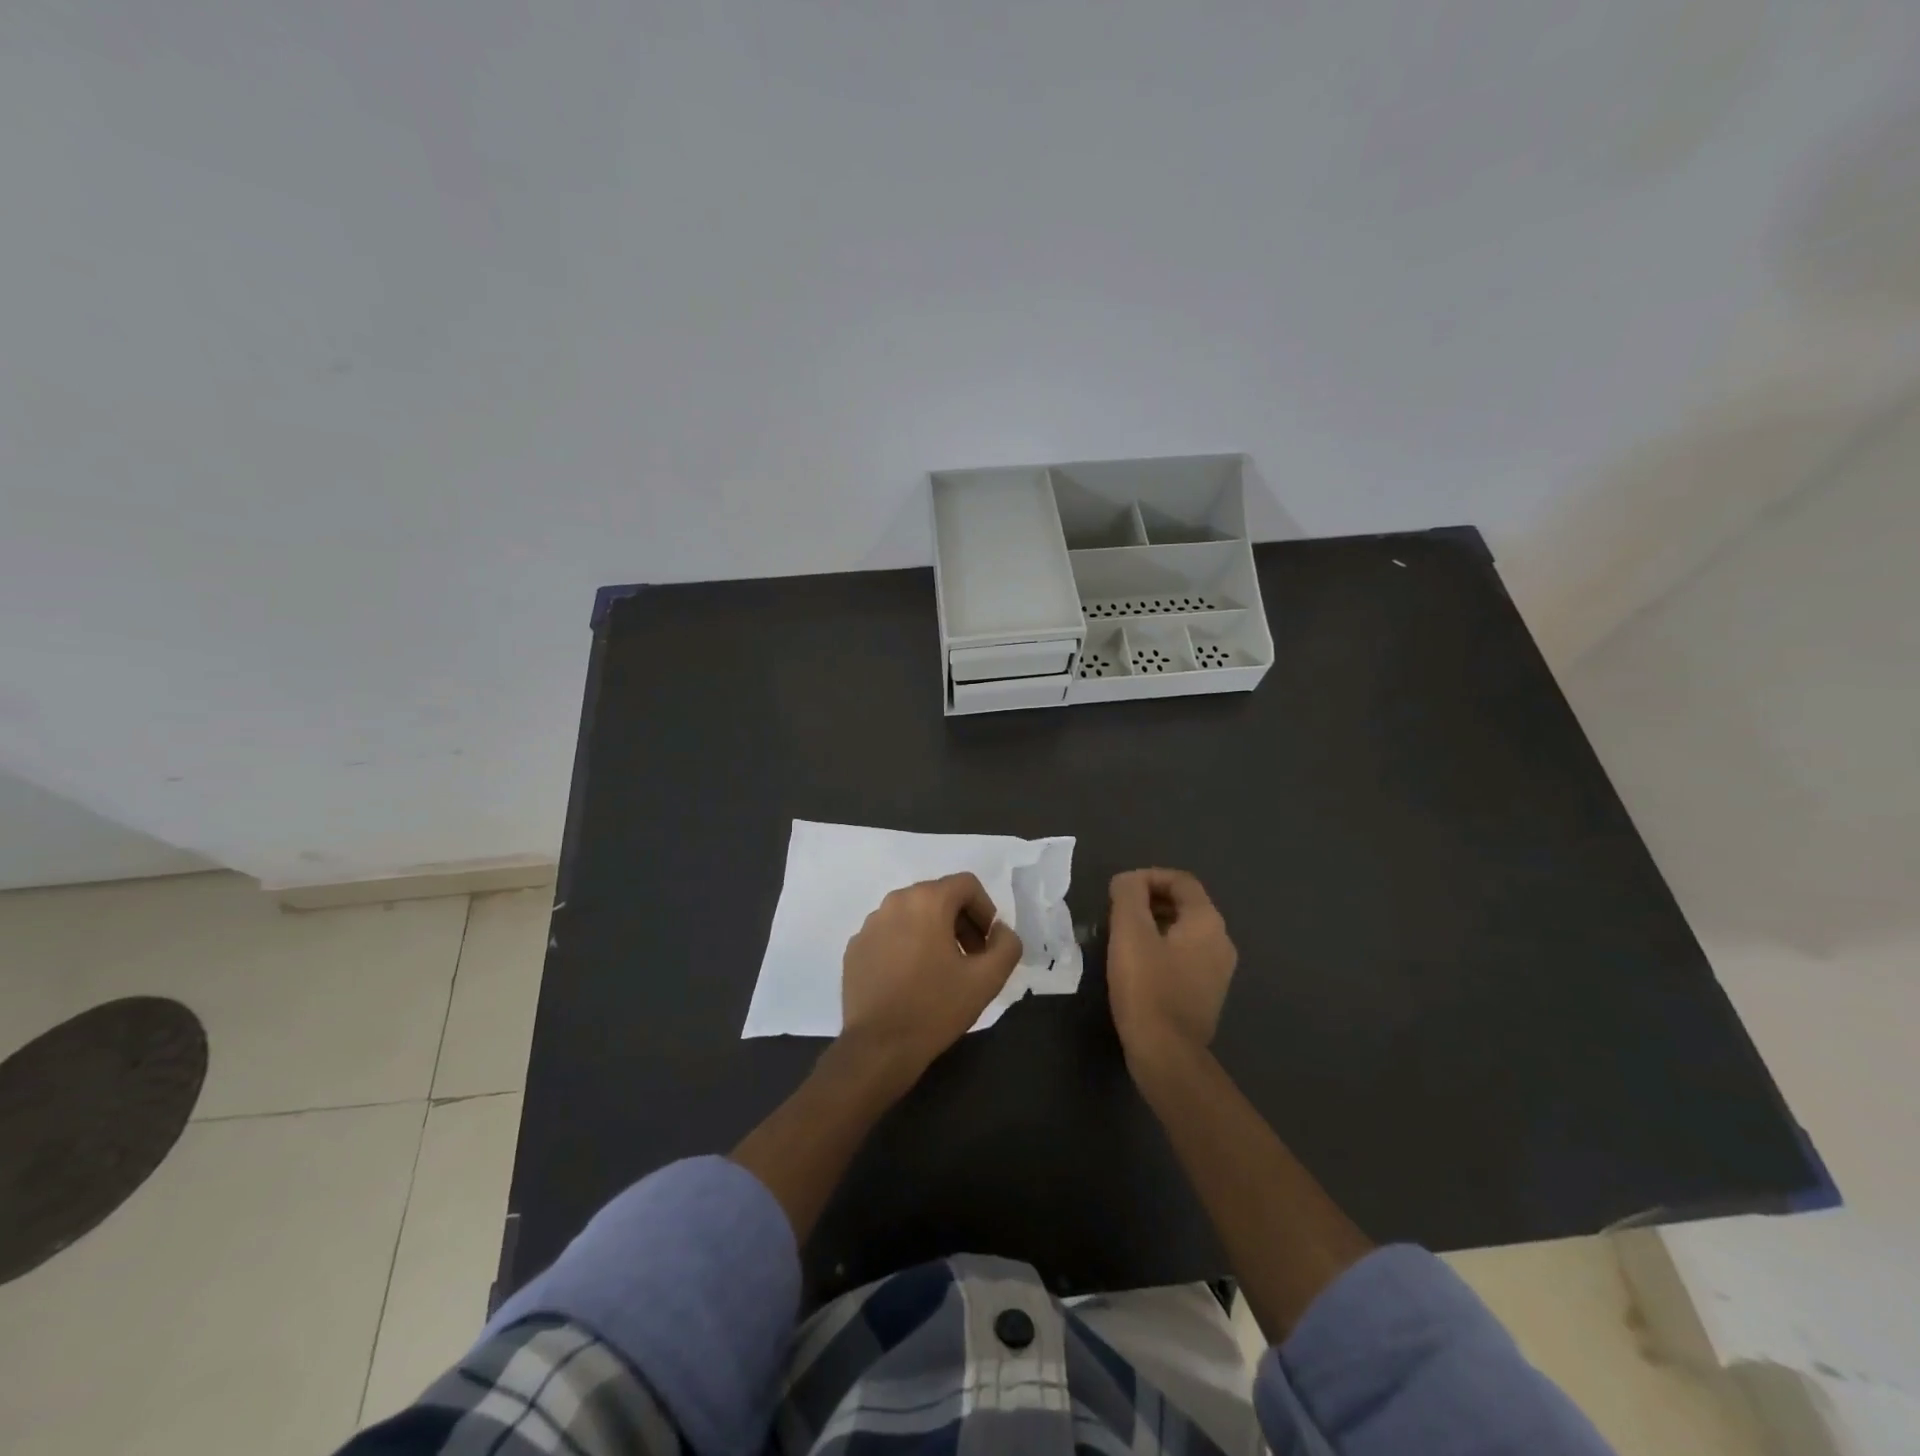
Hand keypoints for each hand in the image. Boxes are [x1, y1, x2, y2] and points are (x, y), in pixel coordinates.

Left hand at [841, 873, 1023, 1086]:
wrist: (879, 1047)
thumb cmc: (935, 1007)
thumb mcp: (987, 979)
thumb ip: (1007, 945)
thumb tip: (1000, 930)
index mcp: (927, 901)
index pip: (966, 884)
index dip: (985, 910)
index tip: (988, 944)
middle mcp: (895, 901)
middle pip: (938, 896)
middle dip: (960, 921)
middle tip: (970, 958)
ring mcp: (869, 924)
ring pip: (912, 914)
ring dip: (933, 933)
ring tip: (941, 971)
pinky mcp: (855, 947)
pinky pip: (889, 934)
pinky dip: (905, 946)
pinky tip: (910, 980)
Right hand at [1106, 868, 1236, 1066]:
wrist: (1166, 1054)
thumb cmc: (1147, 988)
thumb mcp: (1129, 932)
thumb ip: (1128, 895)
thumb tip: (1128, 881)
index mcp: (1207, 922)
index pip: (1181, 880)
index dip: (1148, 877)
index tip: (1118, 890)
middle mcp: (1221, 941)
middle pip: (1185, 904)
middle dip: (1149, 900)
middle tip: (1117, 912)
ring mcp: (1218, 970)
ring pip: (1184, 931)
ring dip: (1154, 924)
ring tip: (1122, 936)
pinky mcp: (1207, 993)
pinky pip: (1185, 956)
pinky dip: (1162, 948)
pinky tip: (1137, 965)